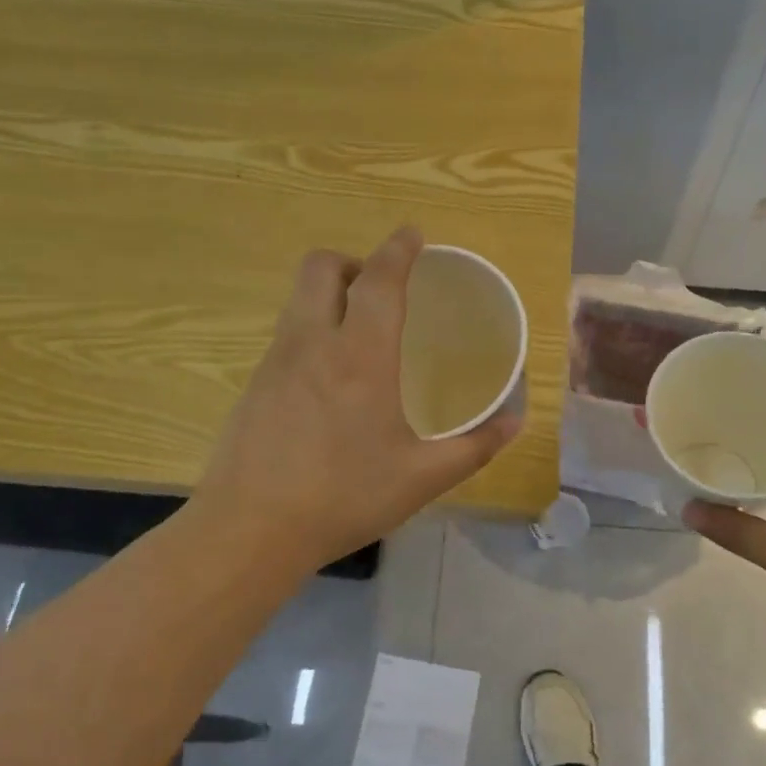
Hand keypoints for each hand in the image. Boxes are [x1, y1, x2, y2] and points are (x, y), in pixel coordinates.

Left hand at [196, 226, 519, 571]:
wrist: (249, 530)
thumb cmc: (343, 498)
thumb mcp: (422, 478)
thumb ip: (475, 447)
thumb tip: (516, 421)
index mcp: (360, 356)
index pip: (379, 279)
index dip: (398, 249)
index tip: (413, 234)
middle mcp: (312, 343)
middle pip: (321, 267)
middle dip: (354, 262)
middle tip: (381, 292)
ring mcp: (275, 361)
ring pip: (298, 298)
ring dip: (329, 294)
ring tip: (358, 333)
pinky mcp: (252, 384)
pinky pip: (286, 333)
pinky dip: (311, 330)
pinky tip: (328, 380)